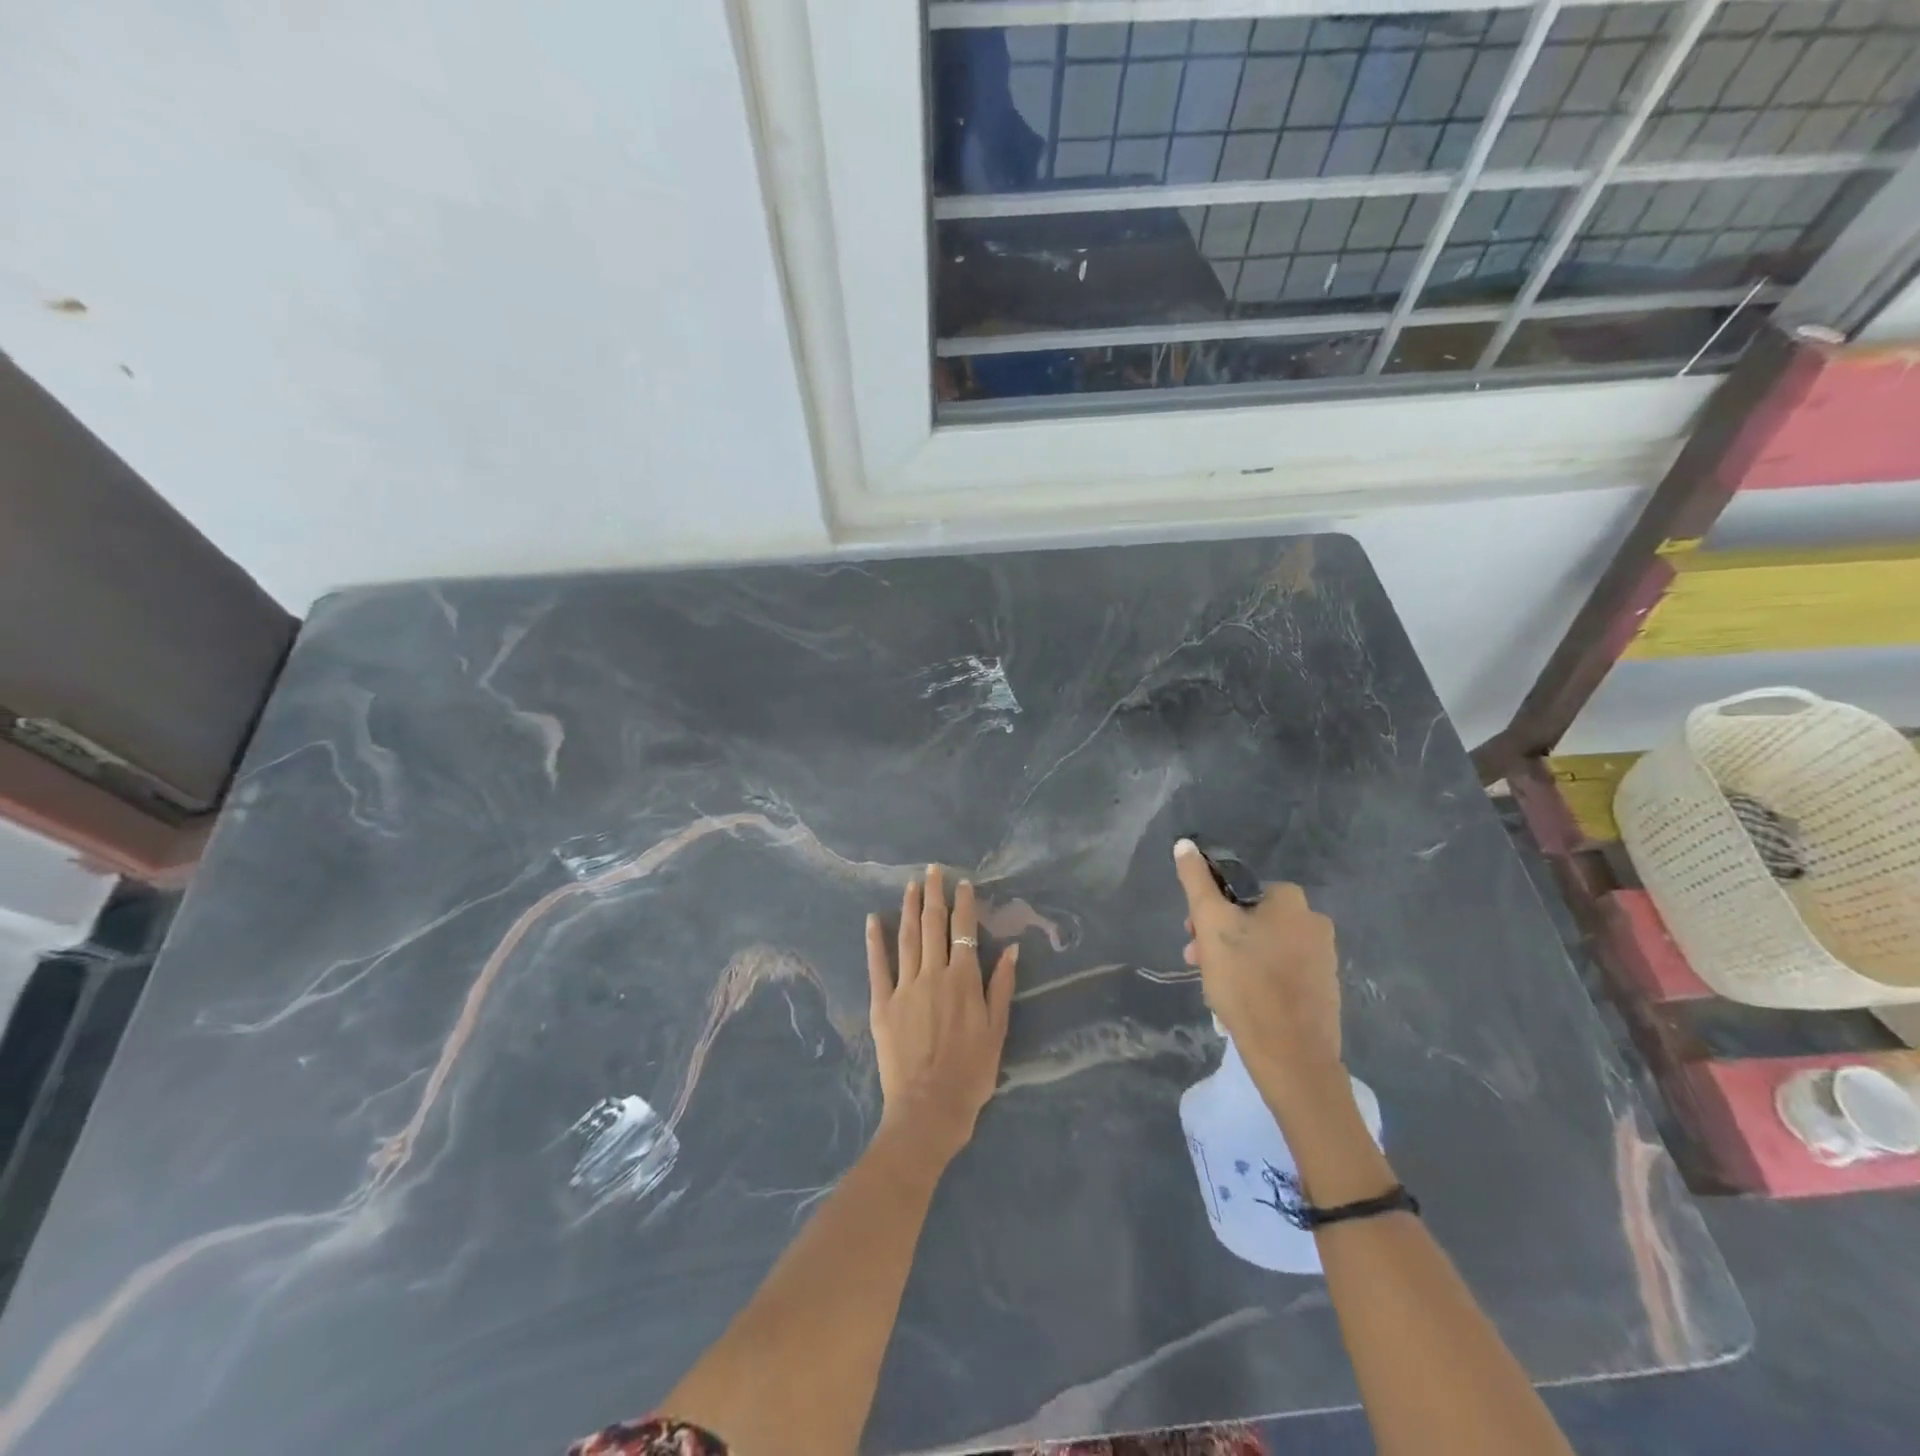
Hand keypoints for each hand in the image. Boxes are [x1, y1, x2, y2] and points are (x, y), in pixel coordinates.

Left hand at [866, 866, 1017, 1167]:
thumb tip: (1012, 949)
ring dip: (909, 908)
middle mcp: (934, 975)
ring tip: (911, 885)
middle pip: (933, 925)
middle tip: (933, 870)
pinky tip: (873, 919)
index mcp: (964, 981)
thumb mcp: (997, 1031)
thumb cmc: (971, 1073)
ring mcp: (905, 987)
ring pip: (907, 938)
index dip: (964, 905)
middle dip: (934, 894)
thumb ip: (1002, 987)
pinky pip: (877, 966)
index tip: (963, 883)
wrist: (929, 1109)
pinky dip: (875, 941)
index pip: (964, 931)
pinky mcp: (882, 1004)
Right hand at [1173, 839, 1342, 1103]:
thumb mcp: (1211, 925)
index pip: (1238, 889)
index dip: (1209, 909)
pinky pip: (1280, 972)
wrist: (1291, 1056)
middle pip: (1251, 918)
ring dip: (1234, 958)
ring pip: (1263, 946)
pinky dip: (1256, 979)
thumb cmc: (1247, 981)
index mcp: (1292, 901)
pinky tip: (1239, 1001)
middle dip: (1219, 937)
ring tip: (1213, 986)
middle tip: (1196, 962)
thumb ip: (1196, 882)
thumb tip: (1185, 844)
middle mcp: (1314, 922)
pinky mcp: (1323, 990)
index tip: (1192, 935)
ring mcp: (1323, 958)